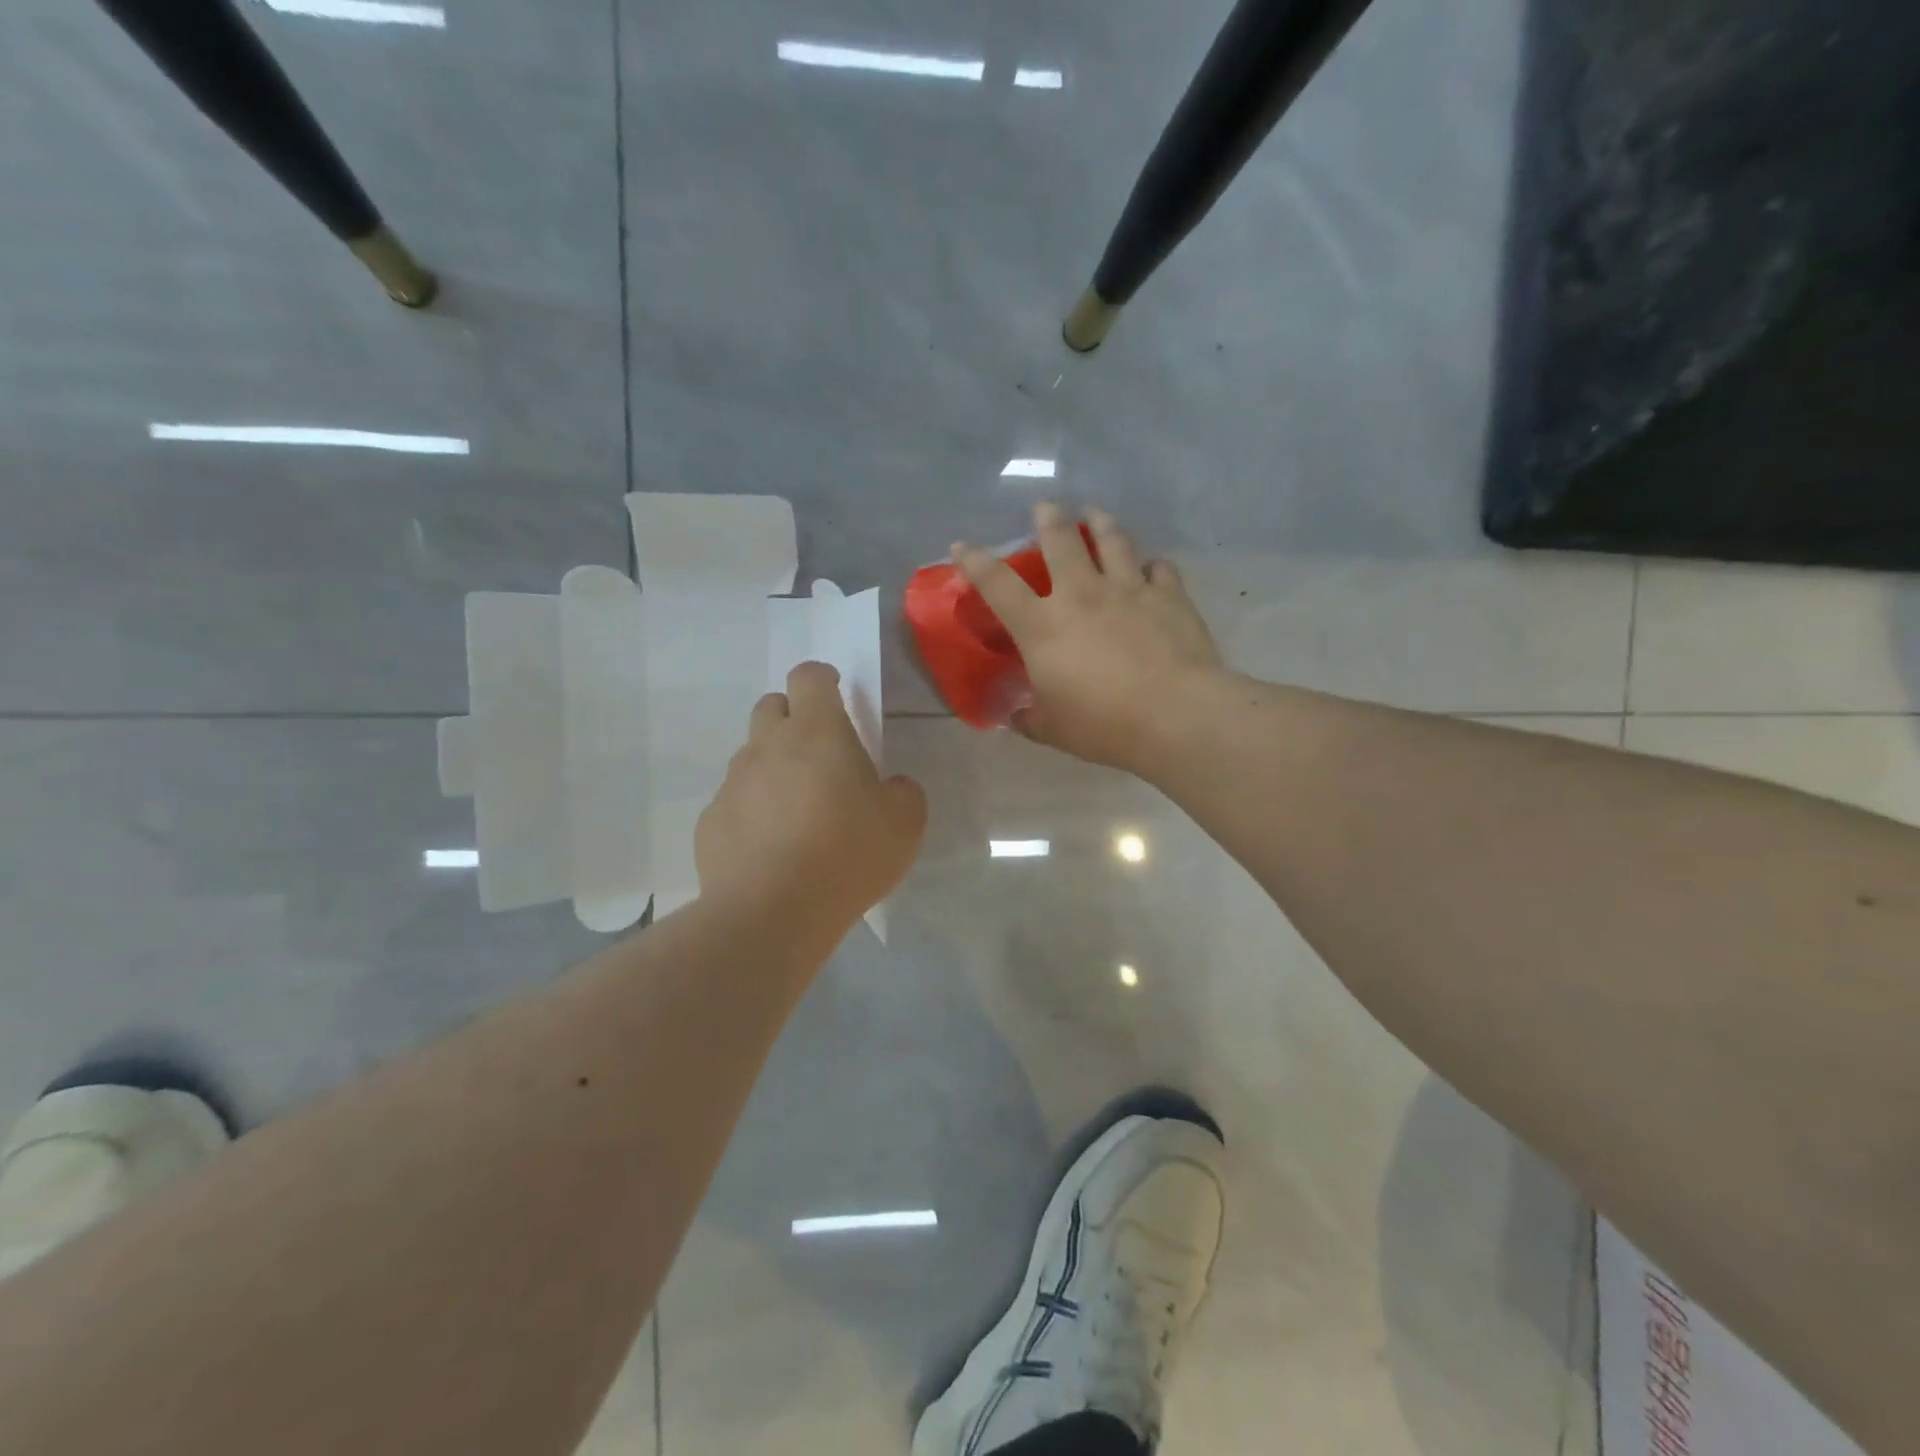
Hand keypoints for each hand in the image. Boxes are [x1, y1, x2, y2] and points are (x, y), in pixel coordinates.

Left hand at [695, 662, 926, 951]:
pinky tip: (769, 848)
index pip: (809, 677)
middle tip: (818, 753)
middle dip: (792, 717)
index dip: (822, 677)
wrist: (772, 912)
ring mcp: (733, 783)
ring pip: (751, 756)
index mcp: (817, 732)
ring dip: (772, 767)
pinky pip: (734, 802)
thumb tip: (888, 787)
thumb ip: (902, 791)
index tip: (835, 691)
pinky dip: (751, 811)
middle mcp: (768, 746)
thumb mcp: (905, 822)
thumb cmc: (847, 854)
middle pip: (771, 707)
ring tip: (796, 810)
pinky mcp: (710, 821)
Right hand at [953, 502, 1223, 771]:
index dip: (975, 562)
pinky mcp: (1168, 595)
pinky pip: (1159, 568)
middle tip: (1046, 508)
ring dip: (1100, 522)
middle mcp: (1081, 594)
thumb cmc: (1103, 725)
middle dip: (1049, 519)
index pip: (997, 584)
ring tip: (1095, 513)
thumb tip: (1016, 716)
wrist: (1174, 715)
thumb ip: (1030, 718)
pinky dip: (1153, 565)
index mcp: (1042, 626)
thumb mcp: (1053, 730)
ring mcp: (1128, 589)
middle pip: (1060, 540)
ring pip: (1112, 540)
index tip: (962, 546)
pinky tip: (1153, 566)